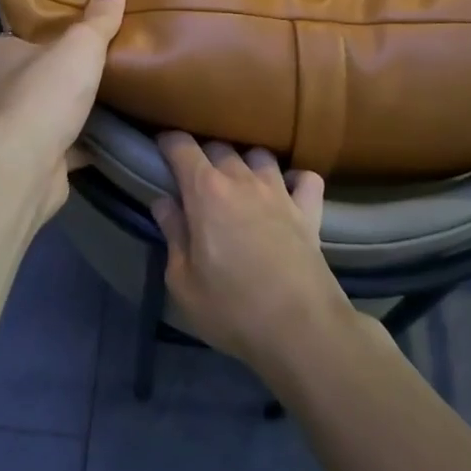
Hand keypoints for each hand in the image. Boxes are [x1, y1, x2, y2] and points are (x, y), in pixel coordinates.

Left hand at [0, 0, 124, 215]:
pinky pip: (61, 140)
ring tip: (112, 91)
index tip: (80, 25)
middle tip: (103, 56)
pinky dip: (81, 137)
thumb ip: (99, 18)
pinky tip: (110, 131)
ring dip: (72, 105)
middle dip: (65, 68)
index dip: (50, 28)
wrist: (27, 167)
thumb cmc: (45, 94)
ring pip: (47, 107)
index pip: (23, 33)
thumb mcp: (80, 45)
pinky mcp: (29, 158)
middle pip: (36, 70)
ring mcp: (10, 127)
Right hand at [151, 135, 353, 376]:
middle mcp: (242, 179)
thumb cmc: (231, 308)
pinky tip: (289, 191)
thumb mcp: (183, 281)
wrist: (300, 328)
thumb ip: (173, 235)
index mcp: (205, 191)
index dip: (168, 142)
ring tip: (240, 183)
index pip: (182, 147)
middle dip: (204, 156)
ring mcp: (279, 191)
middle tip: (196, 181)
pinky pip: (305, 178)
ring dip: (246, 163)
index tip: (160, 148)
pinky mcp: (309, 210)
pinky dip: (295, 179)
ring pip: (260, 155)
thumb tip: (163, 202)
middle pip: (220, 147)